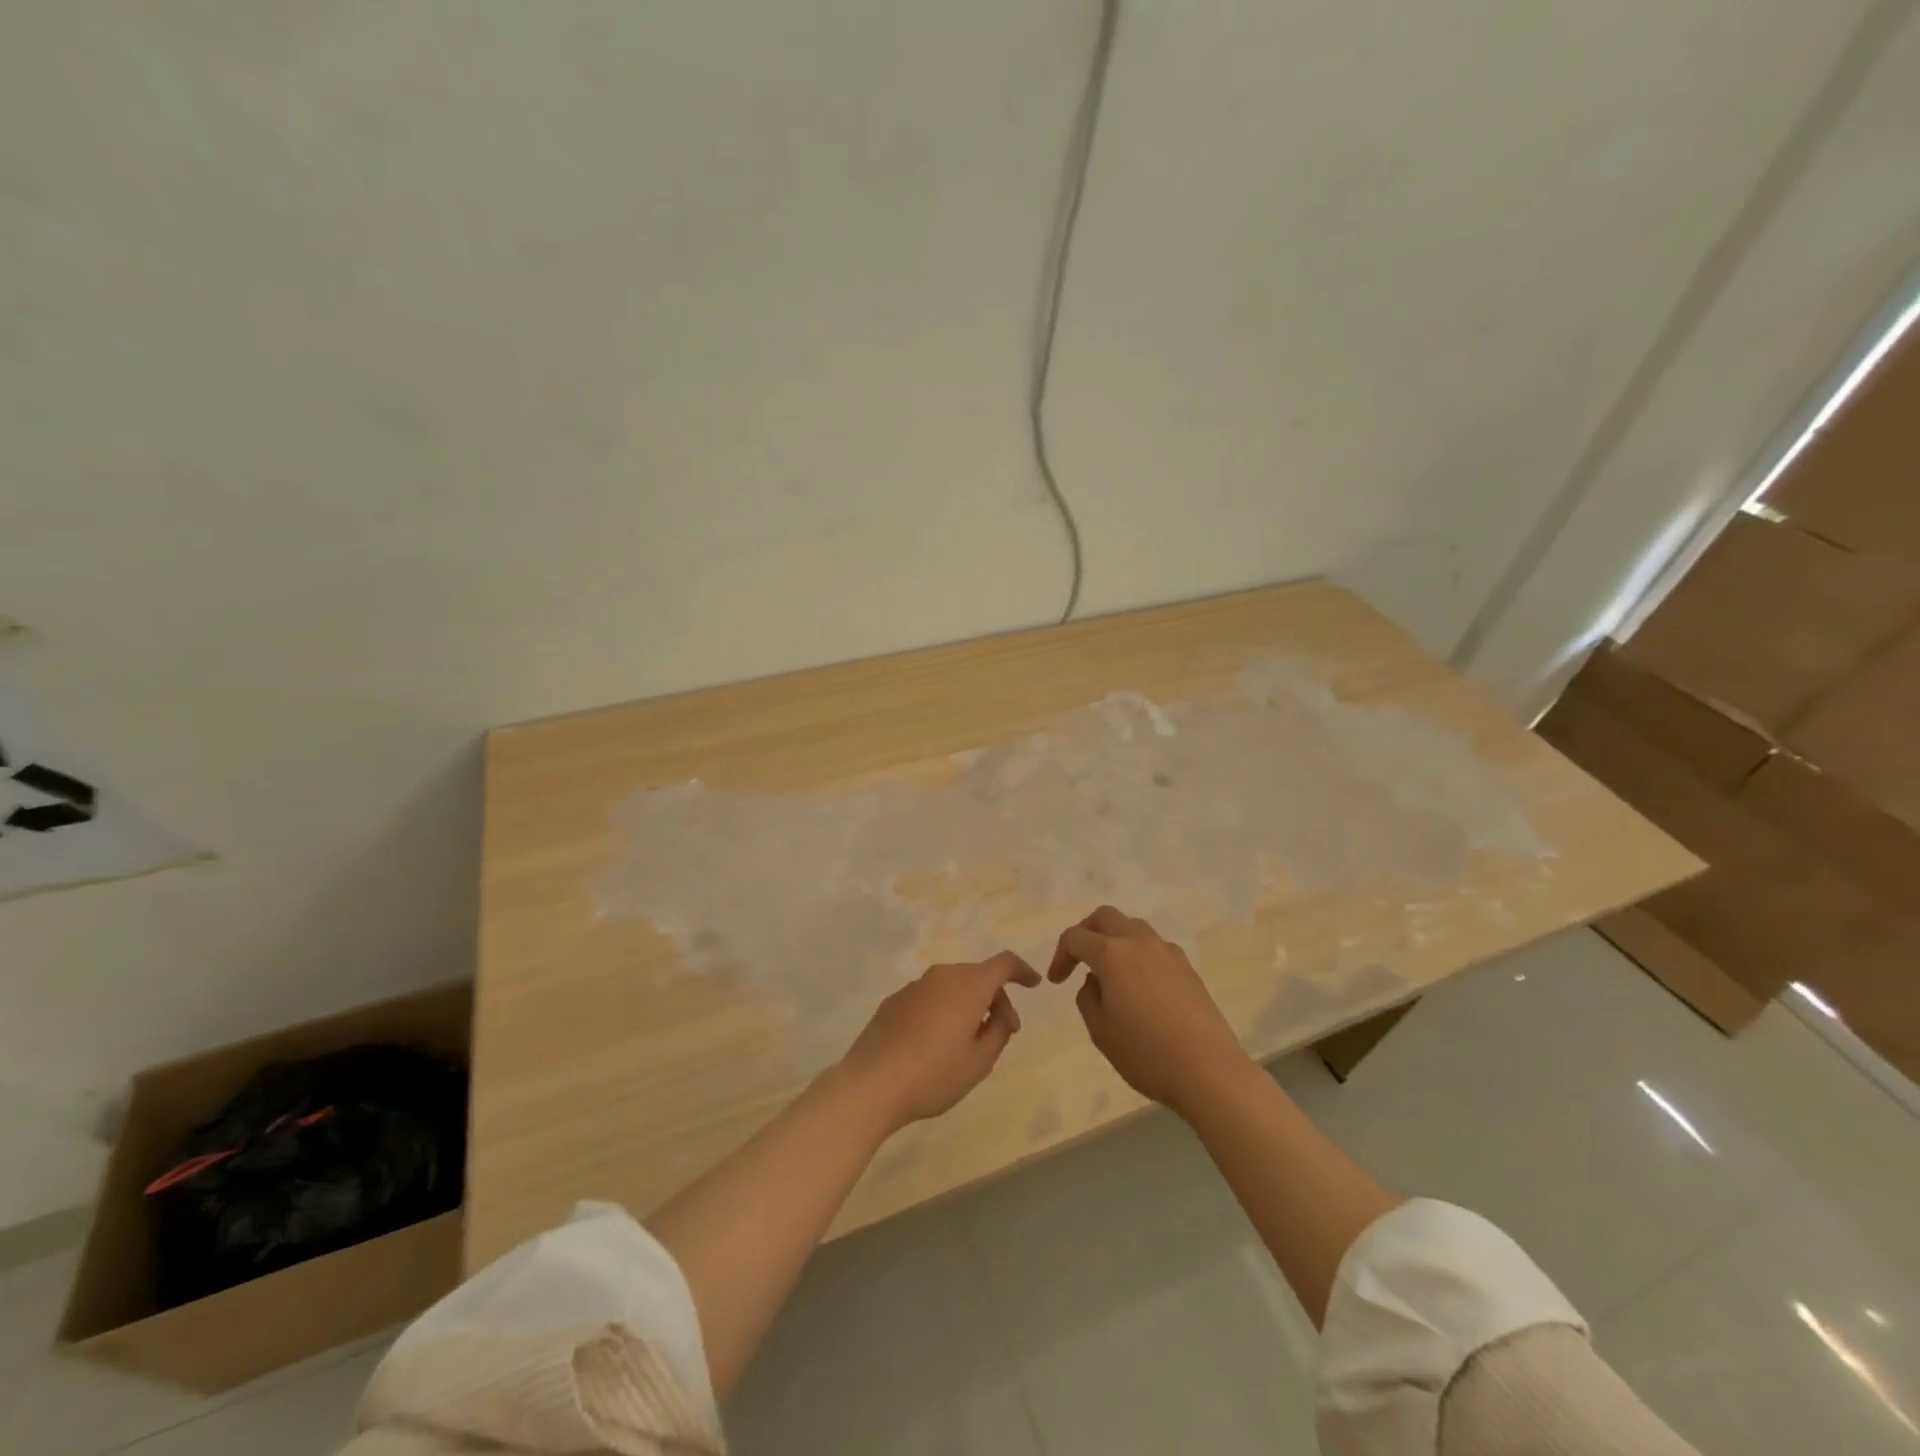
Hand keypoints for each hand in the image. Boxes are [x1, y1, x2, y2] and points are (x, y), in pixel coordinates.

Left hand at [836, 952, 1041, 1133]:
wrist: (871, 1084)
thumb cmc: (933, 1074)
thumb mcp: (979, 1062)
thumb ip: (998, 1032)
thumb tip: (1001, 1015)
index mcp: (968, 985)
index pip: (1003, 963)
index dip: (1022, 970)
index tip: (1034, 983)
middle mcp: (942, 975)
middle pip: (978, 975)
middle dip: (996, 998)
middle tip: (1003, 1031)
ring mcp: (915, 986)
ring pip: (953, 986)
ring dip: (968, 1004)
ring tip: (968, 1041)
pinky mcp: (894, 1000)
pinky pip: (930, 997)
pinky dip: (943, 1010)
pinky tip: (935, 1043)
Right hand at [1047, 905, 1252, 1115]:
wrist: (1209, 1070)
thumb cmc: (1147, 1053)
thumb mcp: (1100, 1031)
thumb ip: (1088, 997)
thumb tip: (1096, 981)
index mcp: (1112, 954)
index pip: (1075, 937)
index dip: (1060, 956)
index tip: (1056, 981)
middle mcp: (1139, 942)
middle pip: (1105, 917)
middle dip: (1086, 933)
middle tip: (1078, 961)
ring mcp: (1167, 952)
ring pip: (1132, 927)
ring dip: (1114, 940)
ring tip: (1110, 973)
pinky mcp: (1187, 967)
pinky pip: (1154, 947)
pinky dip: (1138, 954)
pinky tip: (1139, 986)